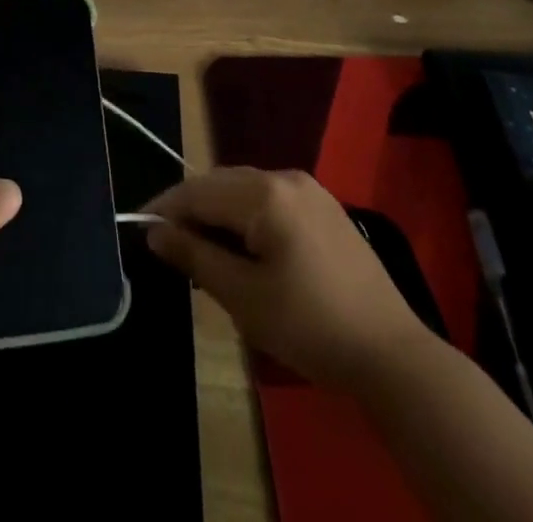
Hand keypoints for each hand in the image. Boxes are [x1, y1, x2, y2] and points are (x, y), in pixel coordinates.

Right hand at [145, 167, 427, 385]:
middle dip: (192, 208)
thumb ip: (195, 257)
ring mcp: (309, 188)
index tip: (139, 225)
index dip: (165, 207)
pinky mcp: (324, 206)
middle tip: (169, 243)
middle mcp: (284, 176)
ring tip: (203, 248)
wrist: (393, 354)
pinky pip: (270, 197)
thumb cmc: (310, 326)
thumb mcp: (244, 297)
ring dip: (219, 211)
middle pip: (221, 182)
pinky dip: (247, 214)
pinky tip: (244, 246)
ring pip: (245, 188)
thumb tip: (155, 231)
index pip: (198, 191)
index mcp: (264, 193)